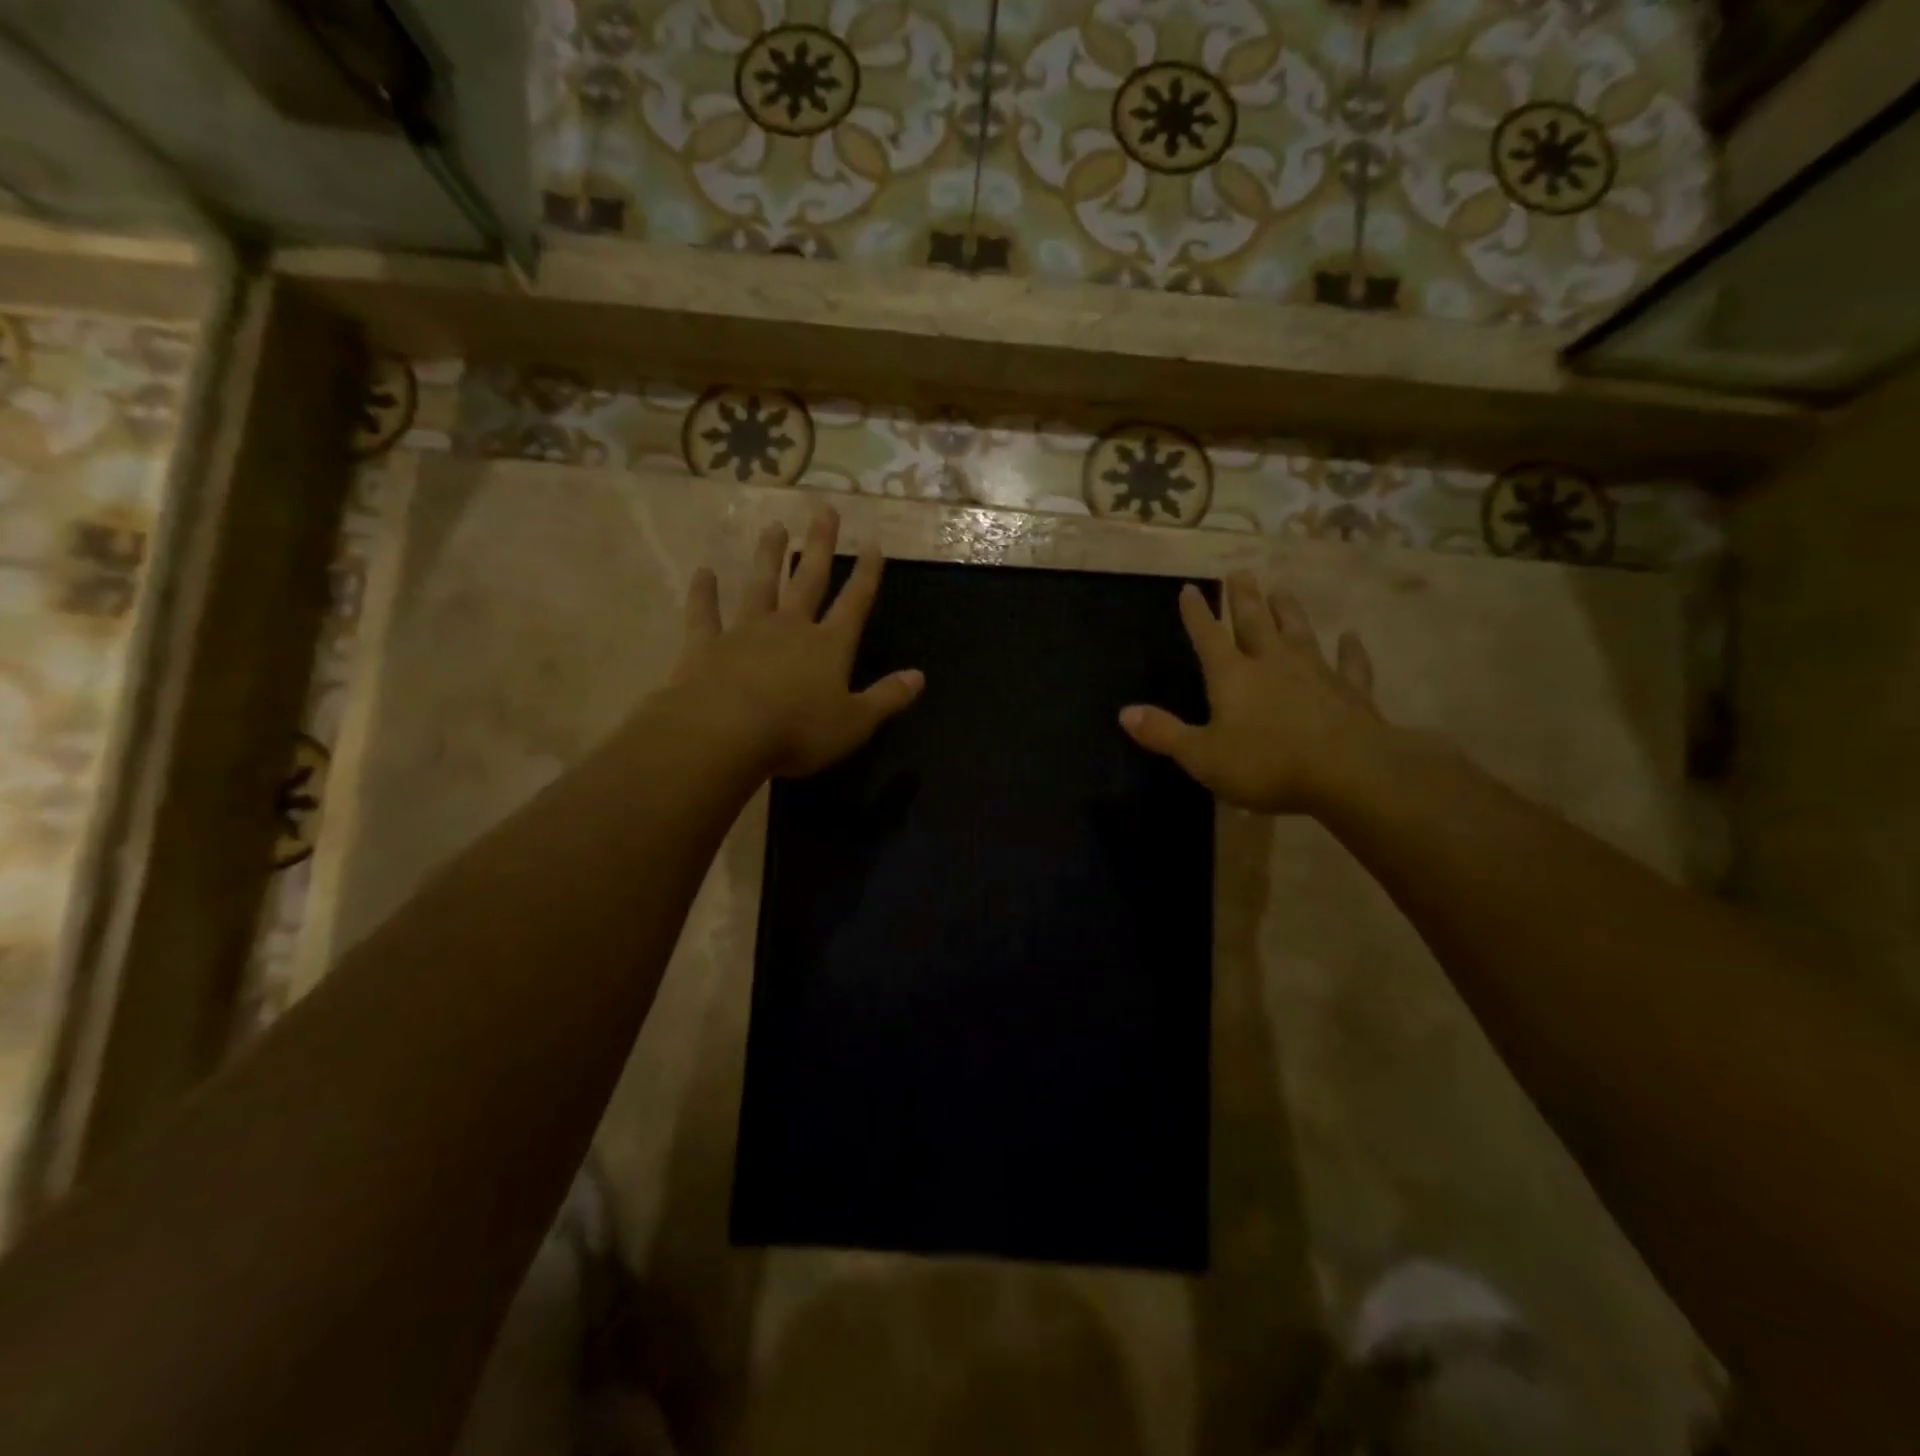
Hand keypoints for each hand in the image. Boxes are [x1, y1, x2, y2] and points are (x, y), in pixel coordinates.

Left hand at [667, 509, 922, 777]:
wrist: (725, 732)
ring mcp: (746, 632)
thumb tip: (919, 676)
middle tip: (825, 511)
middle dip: (820, 546)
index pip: (854, 603)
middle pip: (809, 580)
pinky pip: (705, 614)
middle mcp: (790, 628)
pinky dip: (704, 593)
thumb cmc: (797, 731)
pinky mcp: (707, 645)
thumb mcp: (855, 723)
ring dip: (768, 556)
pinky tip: (703, 573)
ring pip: (760, 585)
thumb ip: (887, 698)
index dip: (866, 575)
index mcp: (829, 646)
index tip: (874, 543)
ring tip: (774, 527)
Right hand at [1120, 571, 1387, 814]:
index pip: (1208, 636)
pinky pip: (1349, 664)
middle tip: (1239, 572)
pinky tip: (1351, 637)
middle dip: (1243, 598)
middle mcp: (1272, 662)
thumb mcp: (1202, 756)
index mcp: (1232, 676)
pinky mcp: (1350, 691)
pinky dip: (1350, 650)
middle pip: (1254, 622)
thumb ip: (1164, 733)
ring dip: (1288, 611)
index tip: (1189, 588)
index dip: (1196, 613)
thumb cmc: (1266, 763)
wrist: (1347, 772)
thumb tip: (1124, 712)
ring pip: (1298, 632)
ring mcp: (1315, 672)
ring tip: (1282, 590)